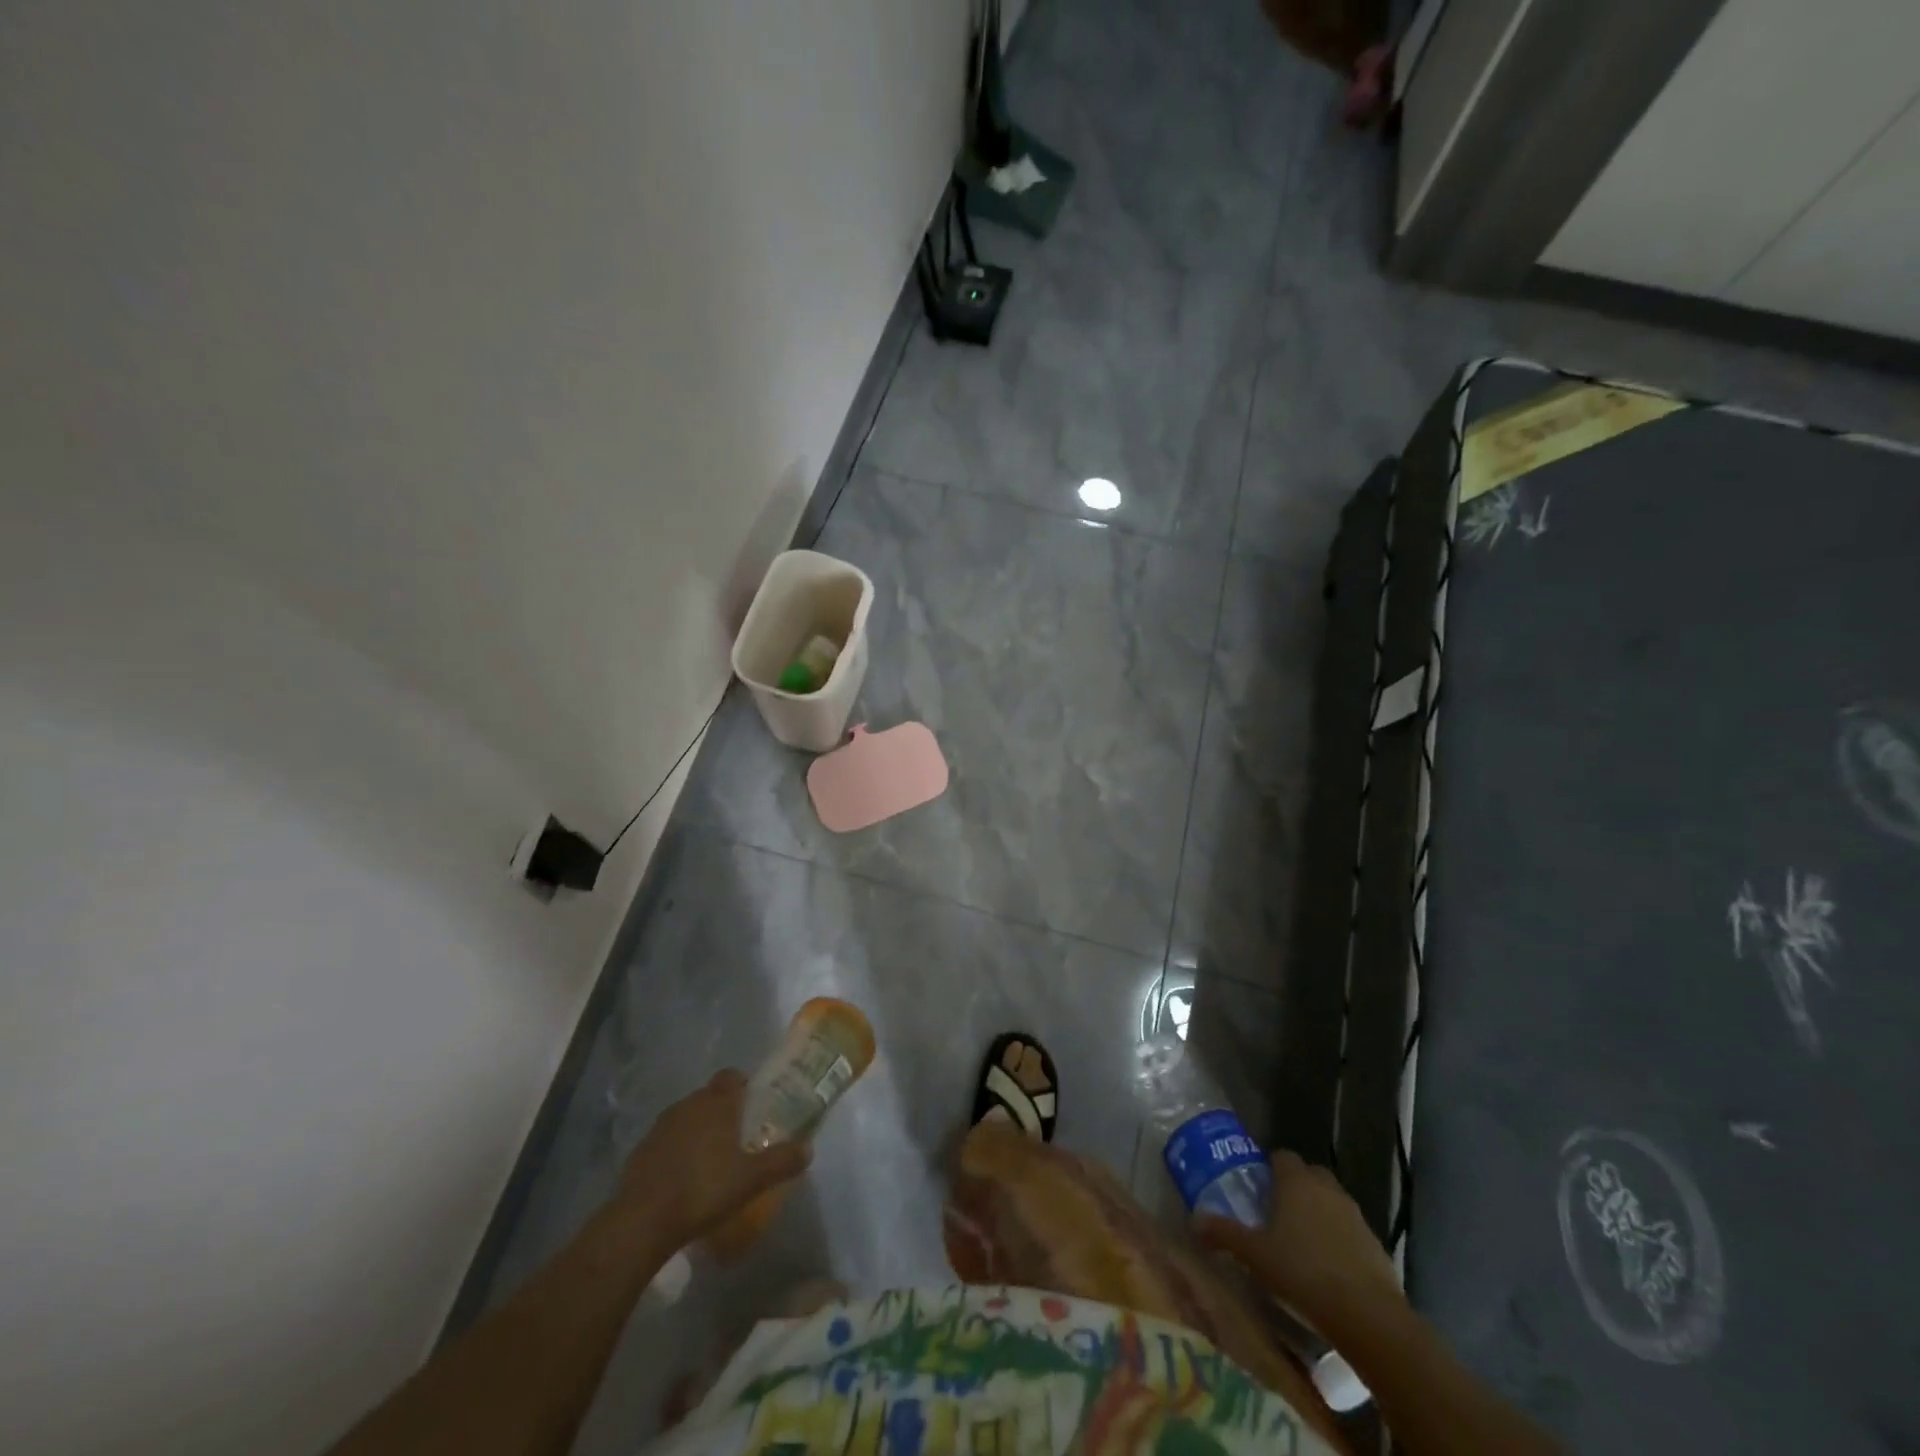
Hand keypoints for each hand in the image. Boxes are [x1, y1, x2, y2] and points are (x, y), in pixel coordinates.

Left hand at [615, 1070, 810, 1251]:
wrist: (642, 1221)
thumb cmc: (704, 1189)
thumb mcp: (751, 1179)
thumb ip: (781, 1161)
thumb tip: (808, 1149)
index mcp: (716, 1103)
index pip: (732, 1076)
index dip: (743, 1086)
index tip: (753, 1105)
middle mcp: (688, 1104)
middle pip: (709, 1096)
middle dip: (723, 1111)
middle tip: (737, 1137)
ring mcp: (661, 1126)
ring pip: (687, 1117)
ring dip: (698, 1130)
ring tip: (711, 1159)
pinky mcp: (641, 1150)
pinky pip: (667, 1140)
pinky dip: (677, 1150)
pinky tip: (683, 1177)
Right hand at [1195, 1150, 1399, 1327]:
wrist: (1368, 1316)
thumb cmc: (1302, 1273)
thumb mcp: (1254, 1255)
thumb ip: (1224, 1234)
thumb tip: (1193, 1220)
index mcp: (1296, 1181)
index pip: (1281, 1156)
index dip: (1269, 1168)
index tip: (1257, 1188)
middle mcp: (1327, 1189)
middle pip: (1309, 1175)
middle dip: (1295, 1187)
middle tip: (1277, 1213)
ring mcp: (1356, 1216)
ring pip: (1332, 1202)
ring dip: (1319, 1213)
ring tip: (1301, 1243)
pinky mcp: (1376, 1245)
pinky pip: (1350, 1231)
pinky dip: (1339, 1240)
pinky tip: (1328, 1269)